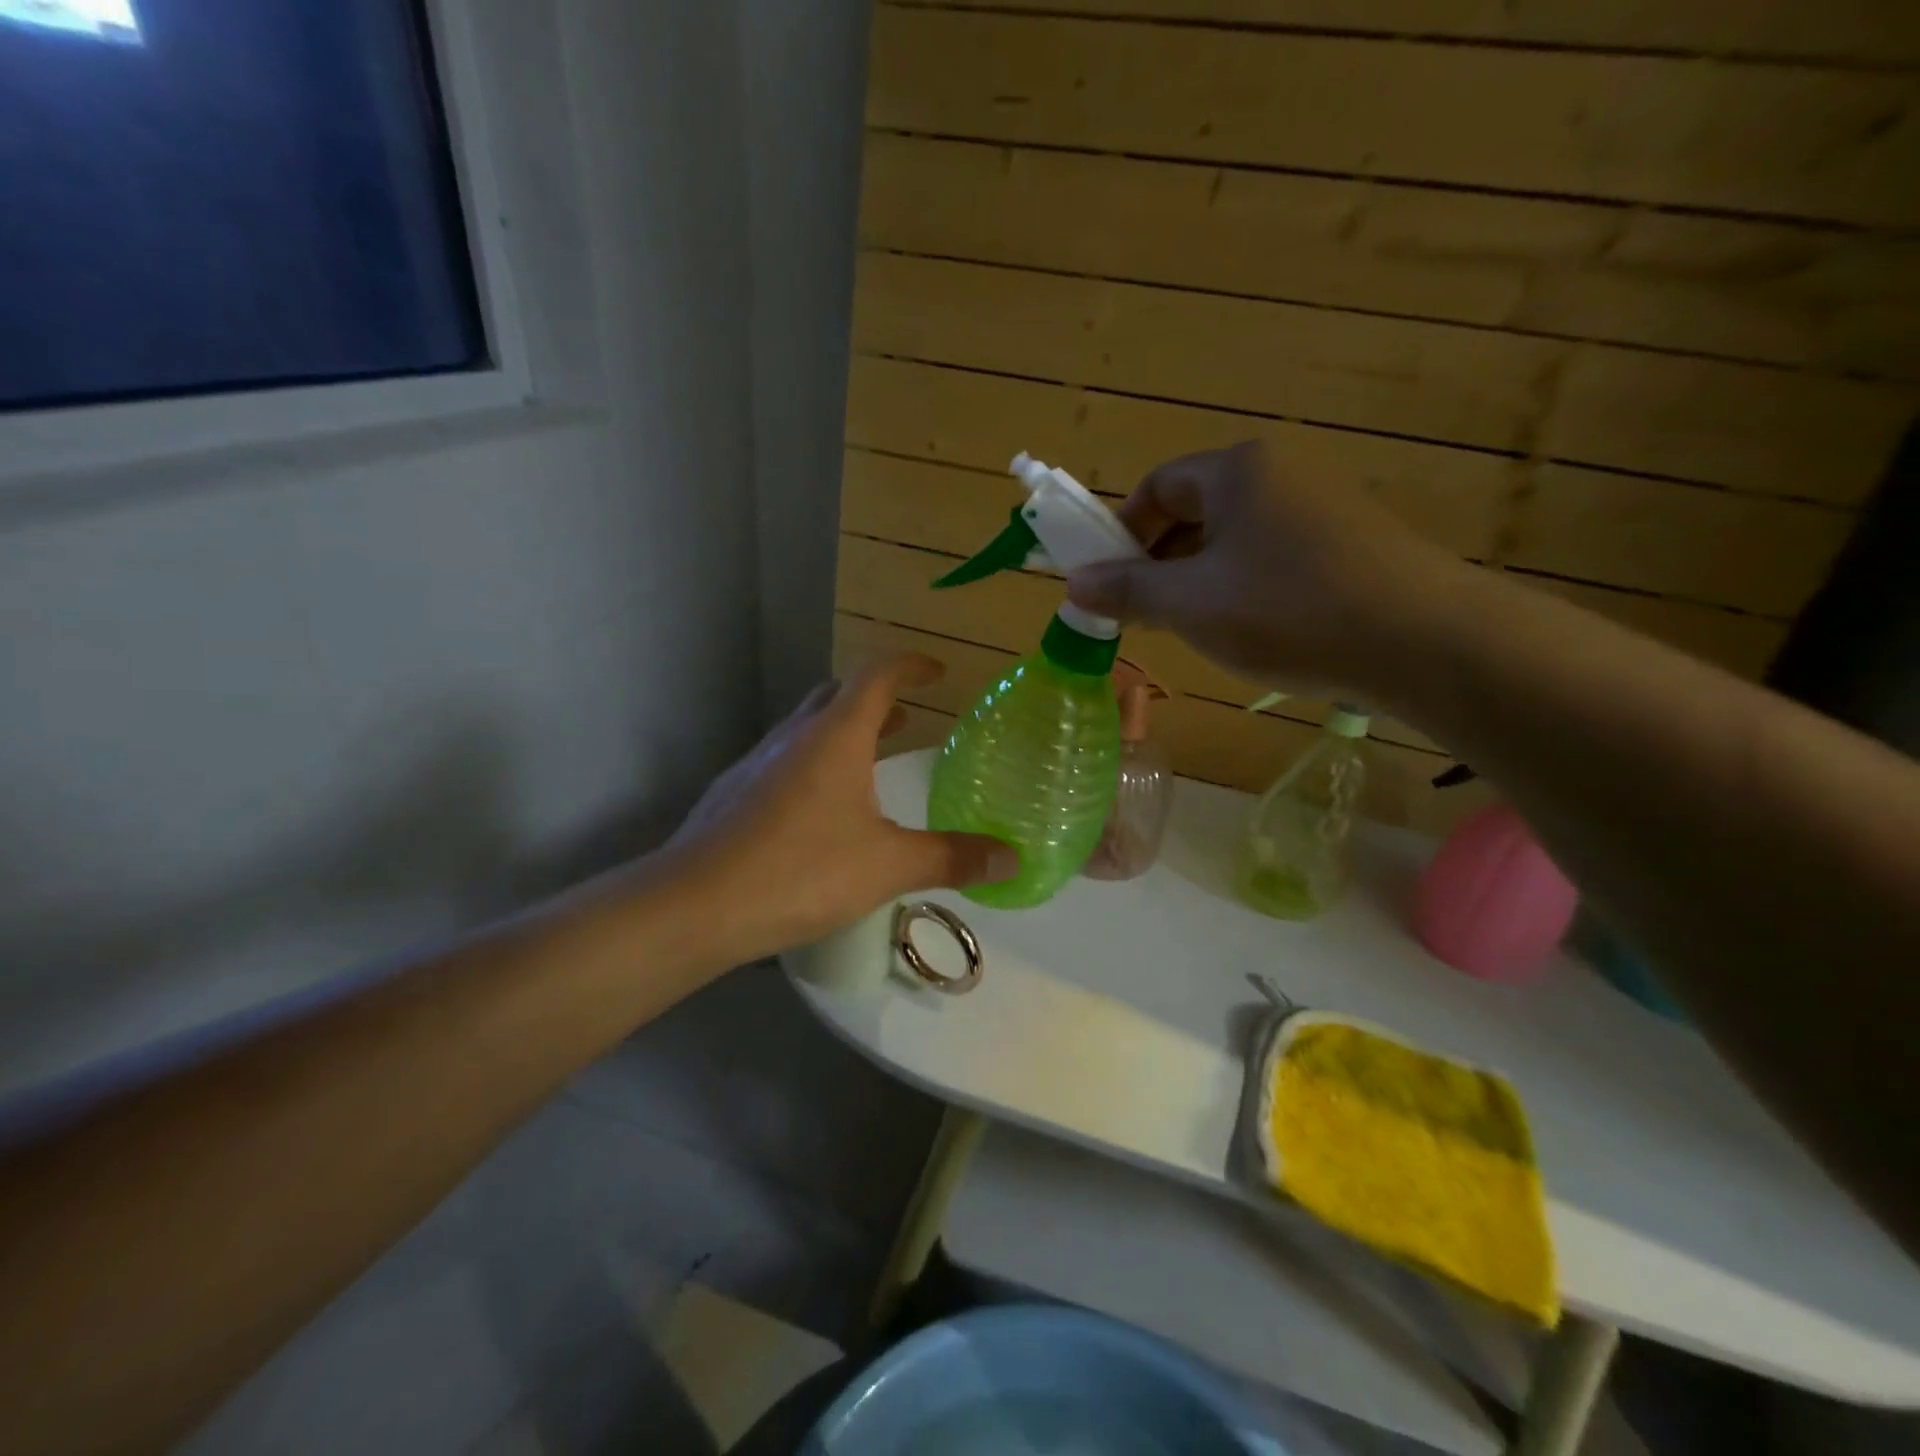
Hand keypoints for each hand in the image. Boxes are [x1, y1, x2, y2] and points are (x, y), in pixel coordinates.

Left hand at [663, 654, 1017, 962]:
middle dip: (875, 700)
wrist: (696, 905)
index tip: (936, 671)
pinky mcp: (733, 794)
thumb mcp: (888, 865)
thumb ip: (951, 858)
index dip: (910, 666)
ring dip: (842, 732)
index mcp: (836, 735)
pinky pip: (783, 762)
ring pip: (806, 729)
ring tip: (870, 762)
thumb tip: (1011, 859)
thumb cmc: (801, 870)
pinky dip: (812, 765)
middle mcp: (794, 736)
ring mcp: (757, 763)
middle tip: (907, 719)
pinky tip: (818, 812)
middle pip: (837, 695)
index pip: (877, 675)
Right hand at [1064, 442, 1458, 697]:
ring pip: (1233, 539)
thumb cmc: (1287, 610)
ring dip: (1198, 580)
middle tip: (1145, 614)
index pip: (1156, 486)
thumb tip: (1073, 583)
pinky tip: (1250, 631)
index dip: (1122, 532)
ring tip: (1194, 630)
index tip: (1109, 582)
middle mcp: (1280, 473)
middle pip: (1194, 510)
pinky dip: (1243, 588)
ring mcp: (1320, 507)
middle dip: (1159, 561)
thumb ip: (1126, 590)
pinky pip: (1272, 557)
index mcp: (1237, 470)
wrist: (1423, 642)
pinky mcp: (1349, 544)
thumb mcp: (1190, 604)